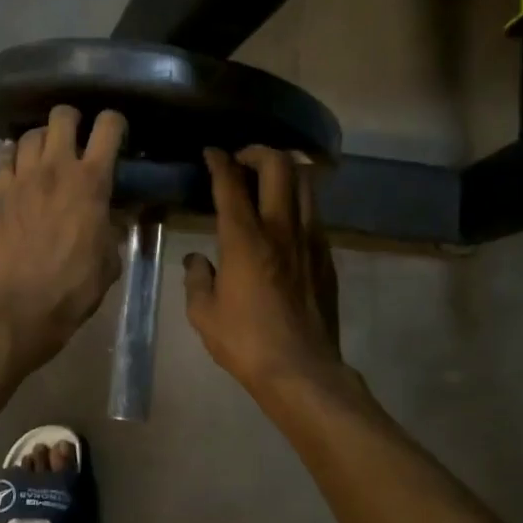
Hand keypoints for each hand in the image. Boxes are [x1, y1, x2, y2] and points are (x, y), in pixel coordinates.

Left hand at [0, 106, 127, 371]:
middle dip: (73, 119)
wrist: (22, 308)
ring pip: (30, 134)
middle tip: (77, 137)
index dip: (115, 122)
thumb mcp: (110, 258)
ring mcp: (22, 178)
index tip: (117, 133)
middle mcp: (56, 168)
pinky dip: (14, 156)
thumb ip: (112, 228)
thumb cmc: (75, 287)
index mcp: (91, 181)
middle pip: (61, 116)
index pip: (107, 127)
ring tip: (47, 153)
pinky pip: (4, 158)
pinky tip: (20, 166)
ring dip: (42, 138)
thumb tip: (112, 216)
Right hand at [184, 146, 344, 398]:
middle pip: (280, 166)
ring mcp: (309, 240)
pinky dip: (297, 202)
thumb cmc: (245, 342)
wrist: (301, 370)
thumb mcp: (203, 314)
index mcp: (244, 239)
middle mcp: (281, 229)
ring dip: (285, 171)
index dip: (219, 161)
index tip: (210, 152)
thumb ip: (196, 279)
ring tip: (267, 180)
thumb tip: (196, 261)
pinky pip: (314, 213)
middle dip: (258, 152)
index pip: (231, 184)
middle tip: (242, 161)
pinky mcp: (326, 257)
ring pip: (305, 183)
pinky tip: (283, 220)